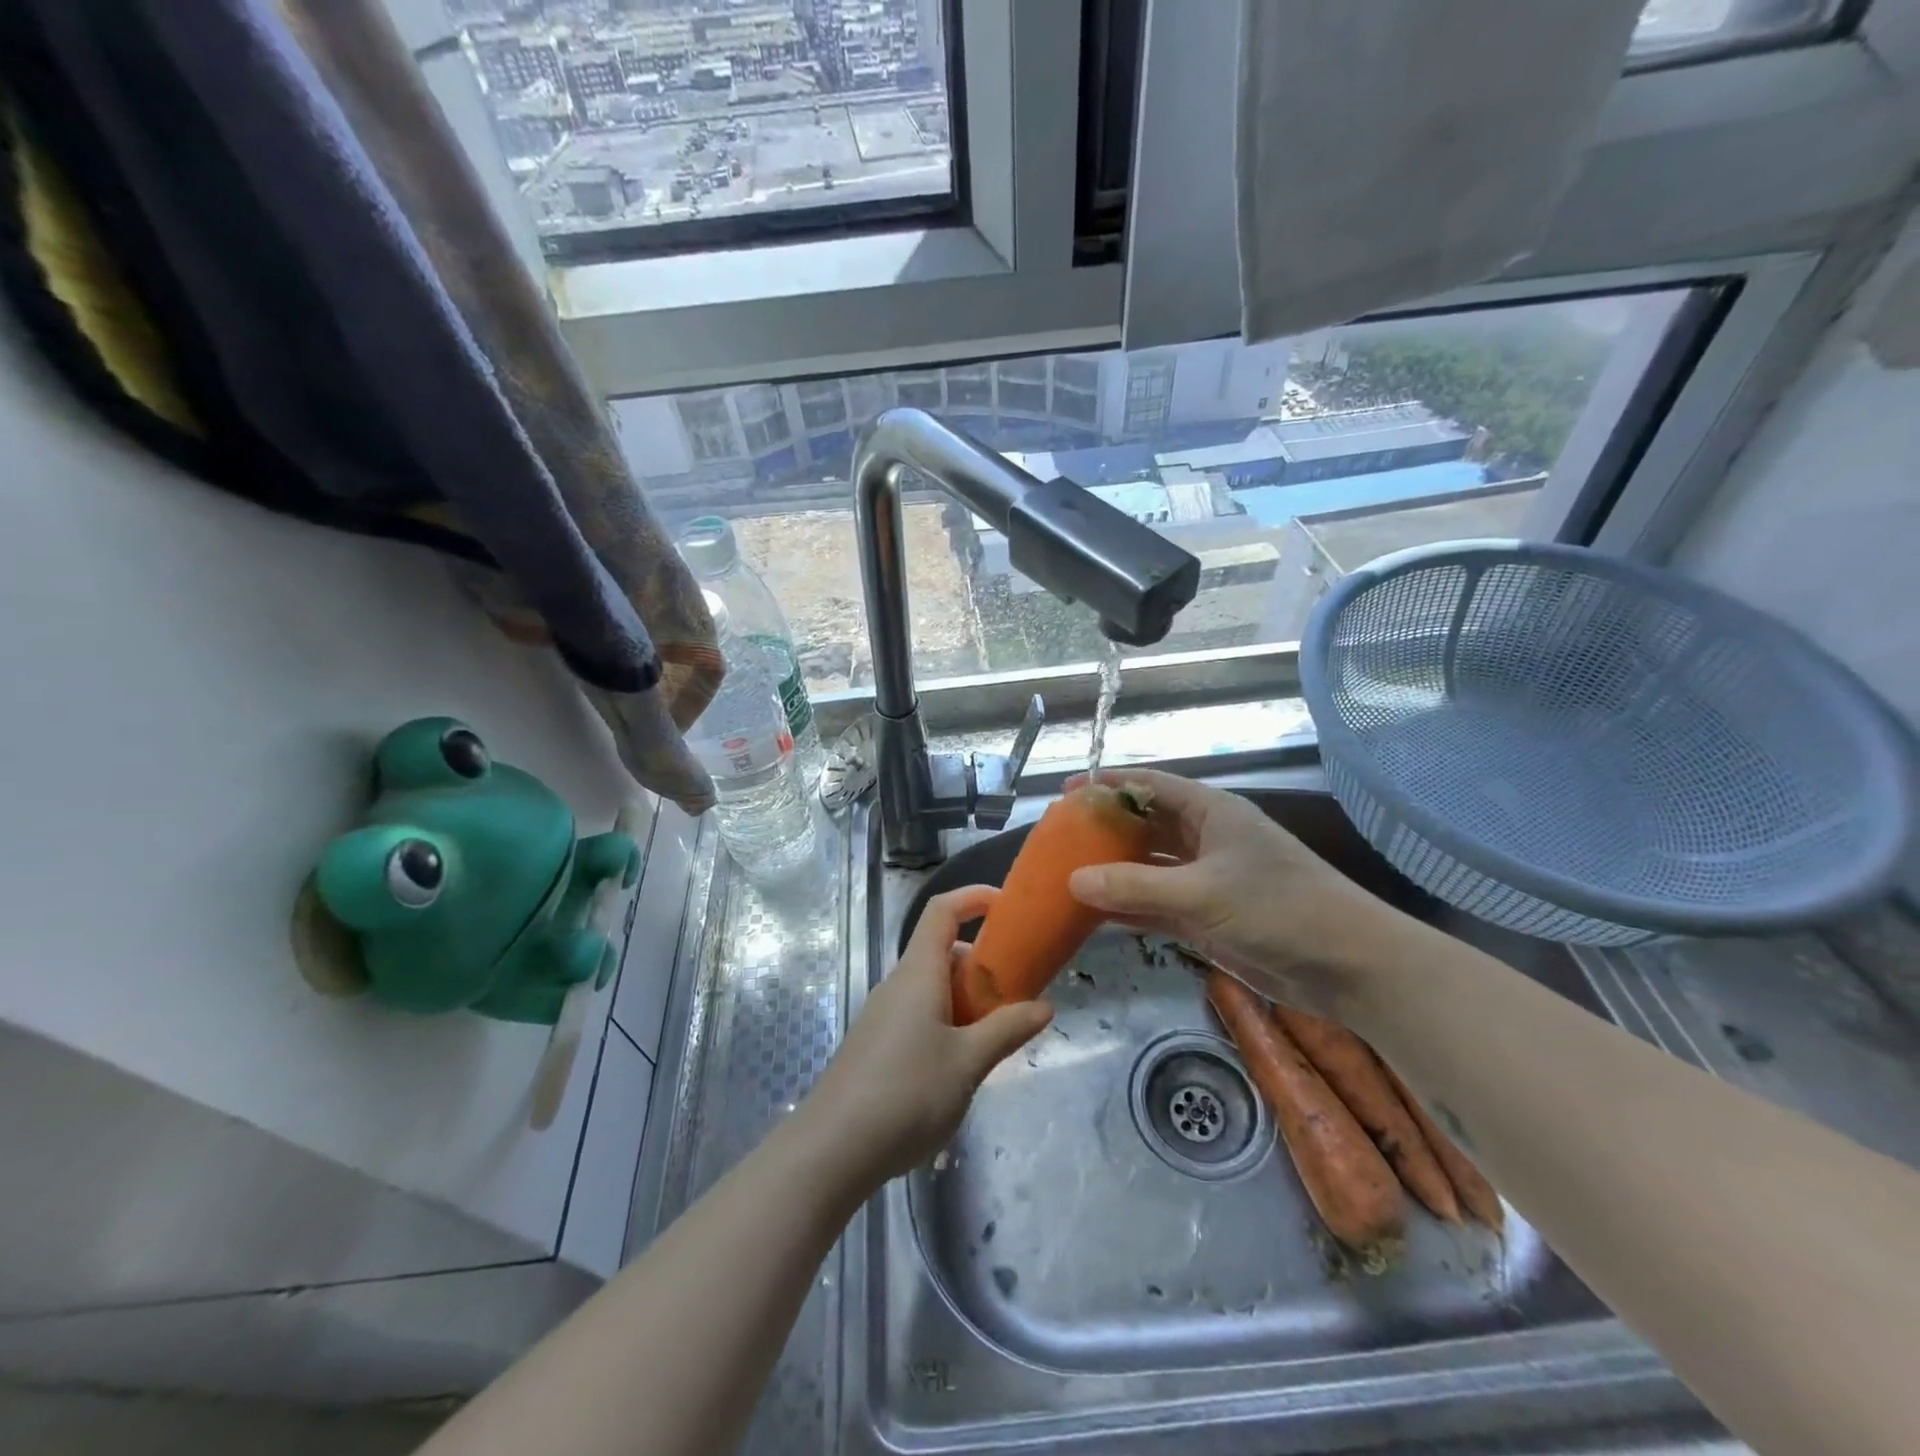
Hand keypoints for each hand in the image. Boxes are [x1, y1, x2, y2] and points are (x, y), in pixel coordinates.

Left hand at [802, 885, 1052, 1186]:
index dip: (974, 897)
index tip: (1009, 906)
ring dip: (967, 999)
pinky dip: (948, 1022)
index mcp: (918, 972)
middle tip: (1017, 995)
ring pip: (932, 987)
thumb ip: (1007, 1030)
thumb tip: (1045, 1005)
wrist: (832, 1149)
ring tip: (996, 1037)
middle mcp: (898, 984)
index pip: (943, 910)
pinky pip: (920, 1014)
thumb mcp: (969, 1063)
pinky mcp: (877, 1044)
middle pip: (942, 951)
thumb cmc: (907, 1093)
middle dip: (982, 964)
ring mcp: (883, 1015)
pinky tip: (961, 1066)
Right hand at [1065, 769, 1409, 1016]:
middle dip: (1107, 831)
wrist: (1349, 966)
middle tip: (1060, 839)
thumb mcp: (1202, 893)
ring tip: (1067, 874)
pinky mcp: (1209, 917)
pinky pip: (1159, 904)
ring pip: (1150, 868)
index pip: (1151, 786)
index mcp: (1212, 813)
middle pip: (1147, 826)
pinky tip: (1097, 913)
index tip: (1068, 791)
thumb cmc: (1280, 909)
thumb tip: (1073, 879)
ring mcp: (1208, 880)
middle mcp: (1207, 839)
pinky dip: (1131, 907)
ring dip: (1115, 872)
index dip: (1110, 785)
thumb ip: (1136, 886)